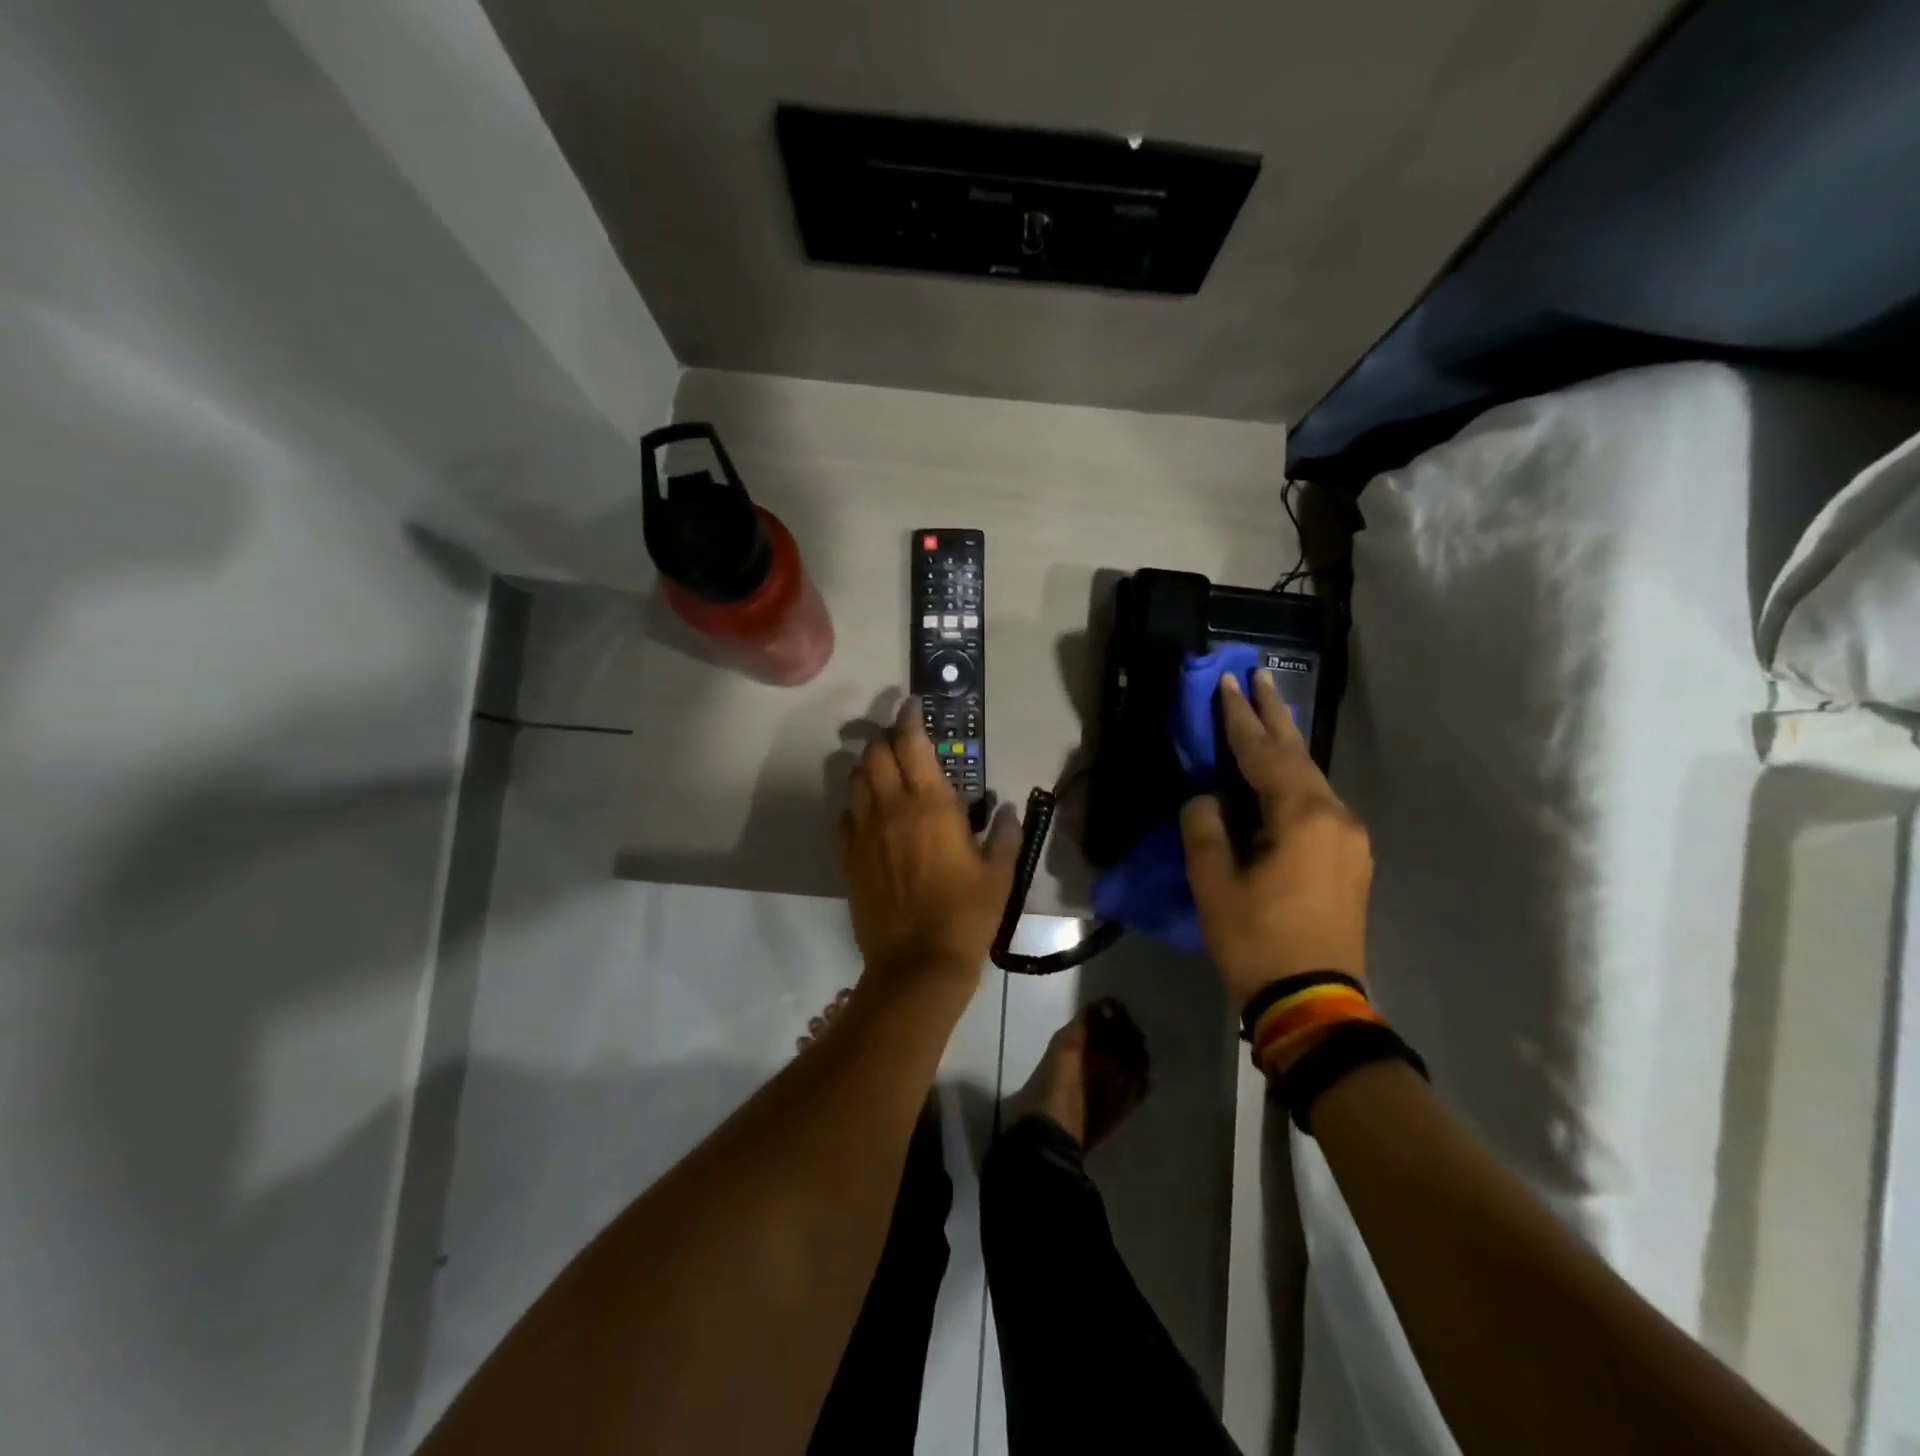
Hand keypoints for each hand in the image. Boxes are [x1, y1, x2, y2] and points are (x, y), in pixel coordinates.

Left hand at [841, 698, 1019, 1001]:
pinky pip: (845, 816)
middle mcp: (892, 808)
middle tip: (902, 741)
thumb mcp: (1000, 875)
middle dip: (886, 739)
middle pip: (875, 754)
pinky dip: (856, 803)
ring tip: (884, 771)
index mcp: (931, 805)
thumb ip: (1007, 836)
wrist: (917, 964)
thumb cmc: (966, 916)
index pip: (911, 743)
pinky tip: (870, 814)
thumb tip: (1009, 811)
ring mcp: (864, 832)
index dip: (909, 718)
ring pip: (855, 779)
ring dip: (868, 766)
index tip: (912, 706)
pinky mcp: (848, 857)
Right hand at [1180, 670, 1372, 1012]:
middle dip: (1275, 715)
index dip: (1240, 717)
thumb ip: (1205, 827)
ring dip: (1285, 748)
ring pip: (1312, 779)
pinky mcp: (1350, 860)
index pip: (1264, 753)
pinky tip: (1281, 777)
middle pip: (1299, 755)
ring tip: (1267, 718)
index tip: (1227, 681)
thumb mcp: (1213, 882)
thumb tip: (1207, 798)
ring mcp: (1350, 839)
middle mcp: (1336, 817)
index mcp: (1303, 817)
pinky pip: (1318, 803)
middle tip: (1260, 676)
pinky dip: (1294, 780)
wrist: (1314, 1002)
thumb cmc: (1257, 940)